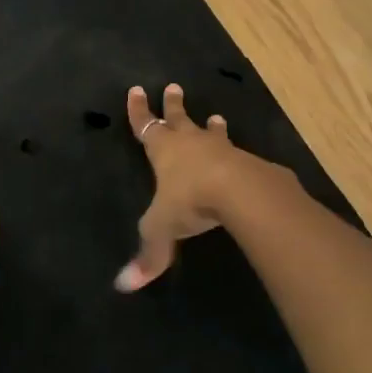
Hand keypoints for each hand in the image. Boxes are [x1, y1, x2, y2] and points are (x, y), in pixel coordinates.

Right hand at [116, 82, 244, 291]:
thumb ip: (148, 255)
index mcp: (164, 151)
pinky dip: (236, 153)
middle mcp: (191, 143)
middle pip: (179, 119)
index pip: (145, 126)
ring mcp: (222, 149)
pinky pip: (238, 154)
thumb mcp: (162, 229)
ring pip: (212, 133)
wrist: (241, 191)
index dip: (139, 111)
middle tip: (173, 86)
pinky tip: (244, 157)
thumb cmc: (191, 201)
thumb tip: (124, 286)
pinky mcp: (248, 162)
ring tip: (217, 117)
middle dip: (173, 105)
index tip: (136, 90)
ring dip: (212, 126)